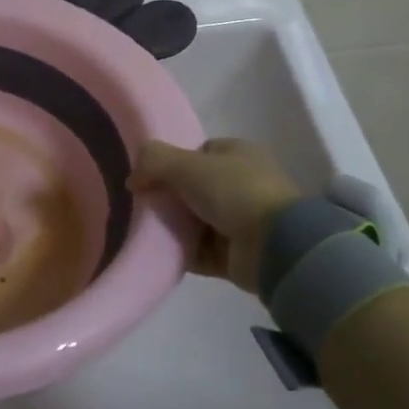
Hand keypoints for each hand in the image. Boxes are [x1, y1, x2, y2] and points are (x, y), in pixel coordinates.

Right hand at [129, 138, 300, 292]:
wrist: (276, 247)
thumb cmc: (236, 192)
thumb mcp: (188, 165)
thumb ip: (154, 161)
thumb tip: (132, 177)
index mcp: (238, 154)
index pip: (198, 153)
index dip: (172, 162)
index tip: (149, 177)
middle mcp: (242, 184)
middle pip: (193, 188)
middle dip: (169, 197)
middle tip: (142, 206)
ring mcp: (241, 221)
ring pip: (195, 220)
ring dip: (173, 227)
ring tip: (145, 231)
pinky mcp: (236, 254)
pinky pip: (200, 251)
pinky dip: (181, 252)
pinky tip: (159, 253)